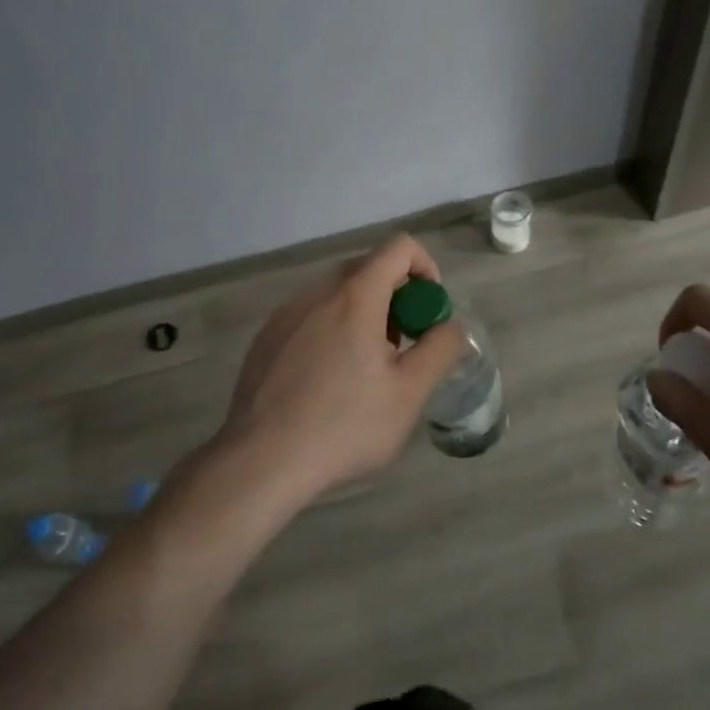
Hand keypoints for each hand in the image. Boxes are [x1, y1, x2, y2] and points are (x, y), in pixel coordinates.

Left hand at [213, 234, 465, 509]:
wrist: (260, 462)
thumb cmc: (343, 426)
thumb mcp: (408, 393)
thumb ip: (439, 349)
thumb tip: (450, 326)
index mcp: (356, 295)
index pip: (400, 247)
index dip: (425, 268)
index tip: (428, 311)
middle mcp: (318, 292)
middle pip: (368, 268)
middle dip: (396, 296)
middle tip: (401, 347)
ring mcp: (286, 313)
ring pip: (337, 294)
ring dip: (363, 314)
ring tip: (365, 370)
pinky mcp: (266, 337)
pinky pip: (310, 316)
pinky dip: (331, 330)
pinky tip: (326, 383)